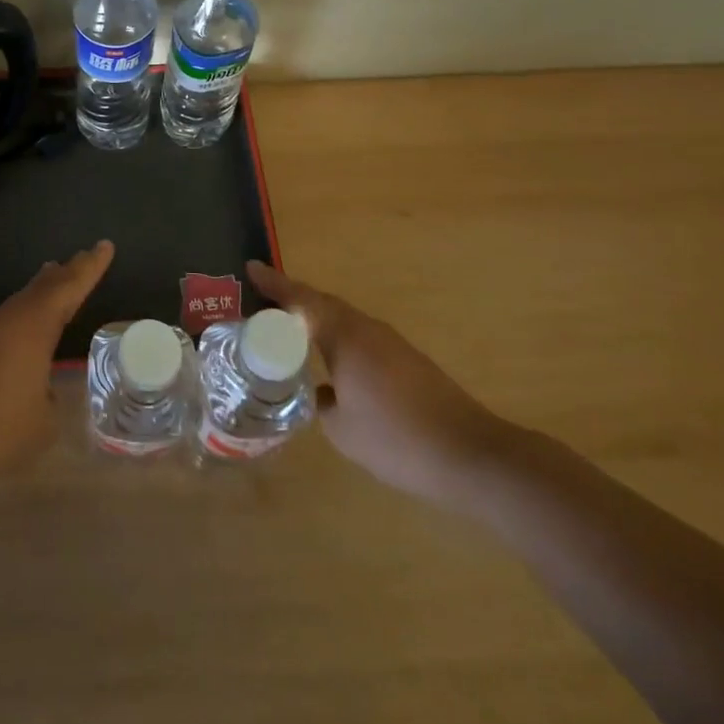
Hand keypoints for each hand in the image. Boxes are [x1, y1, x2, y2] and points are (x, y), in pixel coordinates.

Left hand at [0, 241, 113, 496]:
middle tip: (83, 258)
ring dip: (42, 291)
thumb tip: (42, 390)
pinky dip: (23, 314)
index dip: (90, 267)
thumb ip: (50, 397)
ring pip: (20, 302)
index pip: (69, 287)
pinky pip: (5, 320)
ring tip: (56, 280)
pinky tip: (25, 327)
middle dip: (66, 272)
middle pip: (42, 287)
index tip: (105, 246)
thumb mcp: (43, 422)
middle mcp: (7, 319)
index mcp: (32, 326)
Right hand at [247, 260, 510, 508]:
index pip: (301, 300)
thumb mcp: (342, 430)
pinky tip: (332, 363)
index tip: (251, 267)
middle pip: (322, 303)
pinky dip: (337, 338)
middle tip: (263, 300)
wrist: (472, 456)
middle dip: (292, 298)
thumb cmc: (397, 439)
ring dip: (315, 319)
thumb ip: (321, 405)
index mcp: (345, 337)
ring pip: (343, 320)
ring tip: (290, 330)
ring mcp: (391, 344)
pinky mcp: (408, 362)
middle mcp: (367, 330)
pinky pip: (360, 337)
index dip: (275, 284)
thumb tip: (319, 395)